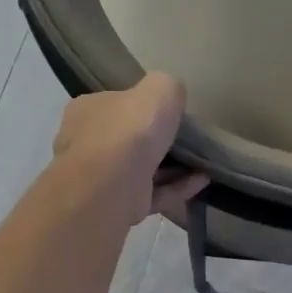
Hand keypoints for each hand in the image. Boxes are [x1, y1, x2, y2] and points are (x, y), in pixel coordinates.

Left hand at [53, 72, 207, 222]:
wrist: (113, 184)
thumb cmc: (130, 130)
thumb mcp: (160, 89)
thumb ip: (168, 87)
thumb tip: (172, 98)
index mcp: (88, 110)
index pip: (115, 103)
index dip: (142, 107)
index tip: (170, 113)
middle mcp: (87, 143)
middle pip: (128, 139)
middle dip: (158, 141)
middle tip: (189, 140)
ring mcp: (101, 179)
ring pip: (142, 170)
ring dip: (174, 167)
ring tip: (203, 162)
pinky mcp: (119, 205)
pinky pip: (153, 193)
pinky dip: (177, 187)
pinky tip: (202, 181)